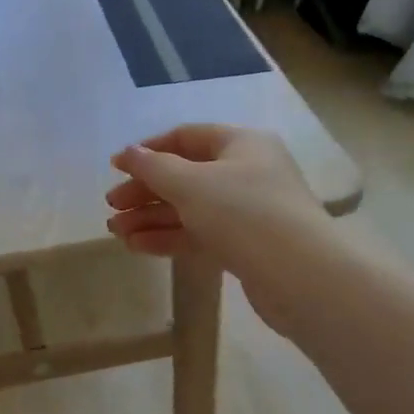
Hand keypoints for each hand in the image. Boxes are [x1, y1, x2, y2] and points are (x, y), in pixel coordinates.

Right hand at [105, 124, 326, 337]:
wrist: (301, 276)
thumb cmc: (244, 213)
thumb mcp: (191, 183)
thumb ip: (153, 167)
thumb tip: (127, 153)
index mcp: (241, 144)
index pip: (185, 137)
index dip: (148, 150)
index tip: (115, 167)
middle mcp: (246, 172)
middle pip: (184, 175)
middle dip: (145, 191)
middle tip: (112, 206)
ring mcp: (247, 211)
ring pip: (189, 208)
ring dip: (151, 217)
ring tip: (116, 232)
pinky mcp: (245, 245)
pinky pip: (199, 234)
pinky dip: (169, 237)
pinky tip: (138, 246)